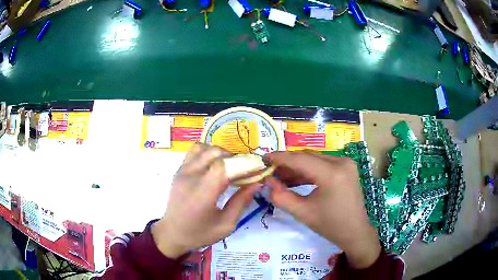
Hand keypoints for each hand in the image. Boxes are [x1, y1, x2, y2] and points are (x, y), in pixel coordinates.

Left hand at [151, 143, 261, 258]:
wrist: (173, 233)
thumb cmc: (200, 233)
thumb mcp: (226, 225)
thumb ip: (241, 202)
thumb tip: (257, 183)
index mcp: (202, 194)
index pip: (222, 166)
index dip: (241, 164)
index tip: (254, 170)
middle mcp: (191, 178)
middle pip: (215, 153)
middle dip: (233, 158)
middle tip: (242, 171)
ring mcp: (183, 172)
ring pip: (205, 148)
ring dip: (220, 153)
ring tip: (228, 167)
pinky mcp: (179, 170)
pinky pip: (194, 151)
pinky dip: (207, 152)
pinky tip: (213, 165)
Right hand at [264, 151, 380, 268]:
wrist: (355, 231)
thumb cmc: (330, 225)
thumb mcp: (303, 213)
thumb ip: (281, 196)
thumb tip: (267, 181)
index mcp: (332, 173)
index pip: (300, 159)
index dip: (280, 158)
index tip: (264, 159)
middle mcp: (341, 162)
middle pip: (308, 156)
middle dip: (288, 163)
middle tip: (271, 171)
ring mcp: (346, 163)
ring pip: (315, 159)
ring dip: (297, 167)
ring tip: (281, 177)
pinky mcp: (347, 167)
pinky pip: (323, 164)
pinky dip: (309, 170)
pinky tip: (296, 179)